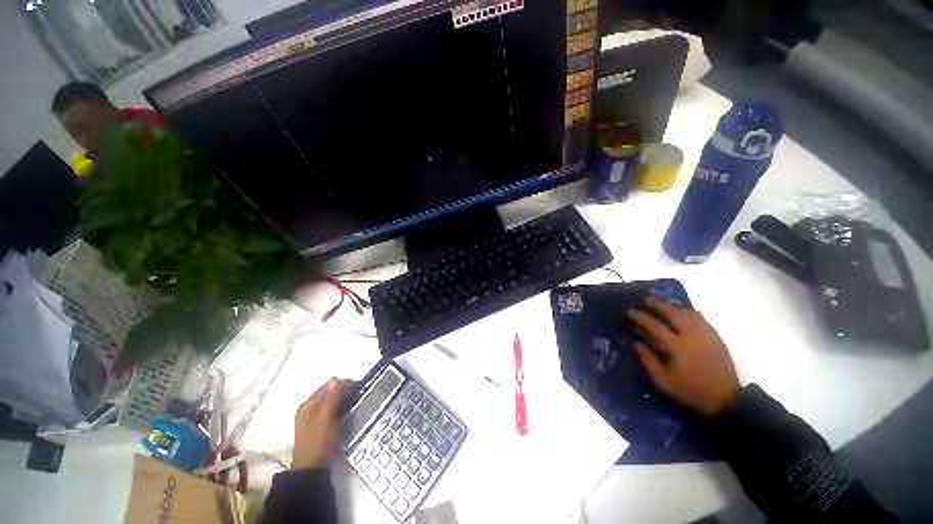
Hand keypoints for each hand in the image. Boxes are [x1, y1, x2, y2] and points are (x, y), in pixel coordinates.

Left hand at [292, 378, 354, 469]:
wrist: (312, 470)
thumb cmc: (319, 442)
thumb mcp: (326, 419)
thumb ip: (330, 399)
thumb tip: (335, 379)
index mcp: (308, 405)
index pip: (328, 386)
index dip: (343, 384)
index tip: (359, 386)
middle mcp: (308, 408)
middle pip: (328, 392)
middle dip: (343, 390)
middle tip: (358, 393)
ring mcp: (312, 418)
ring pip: (329, 400)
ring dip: (341, 398)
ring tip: (355, 401)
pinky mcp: (317, 426)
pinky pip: (329, 409)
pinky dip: (338, 406)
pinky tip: (346, 411)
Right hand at [626, 298, 739, 416]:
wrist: (726, 399)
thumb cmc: (691, 390)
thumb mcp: (664, 381)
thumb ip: (648, 360)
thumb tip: (637, 343)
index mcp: (677, 347)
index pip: (655, 325)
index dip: (641, 317)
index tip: (630, 311)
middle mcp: (692, 336)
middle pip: (673, 313)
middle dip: (658, 304)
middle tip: (647, 299)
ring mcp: (706, 335)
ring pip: (688, 313)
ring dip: (674, 306)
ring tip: (664, 304)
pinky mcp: (716, 337)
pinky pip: (701, 318)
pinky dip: (689, 312)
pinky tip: (683, 313)